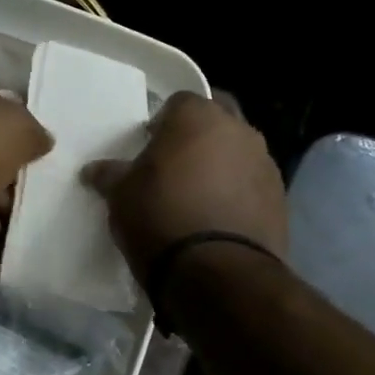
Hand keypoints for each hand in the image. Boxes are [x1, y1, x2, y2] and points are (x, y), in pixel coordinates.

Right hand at [81, 92, 285, 273]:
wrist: (216, 271)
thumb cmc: (160, 216)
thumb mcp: (121, 196)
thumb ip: (111, 175)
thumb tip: (93, 171)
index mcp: (197, 117)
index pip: (179, 103)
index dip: (163, 123)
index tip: (150, 147)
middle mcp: (238, 130)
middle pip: (217, 120)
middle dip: (199, 137)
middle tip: (176, 166)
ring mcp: (265, 163)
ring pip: (239, 152)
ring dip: (222, 165)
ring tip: (198, 197)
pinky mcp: (281, 198)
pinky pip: (253, 185)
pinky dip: (238, 194)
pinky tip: (219, 220)